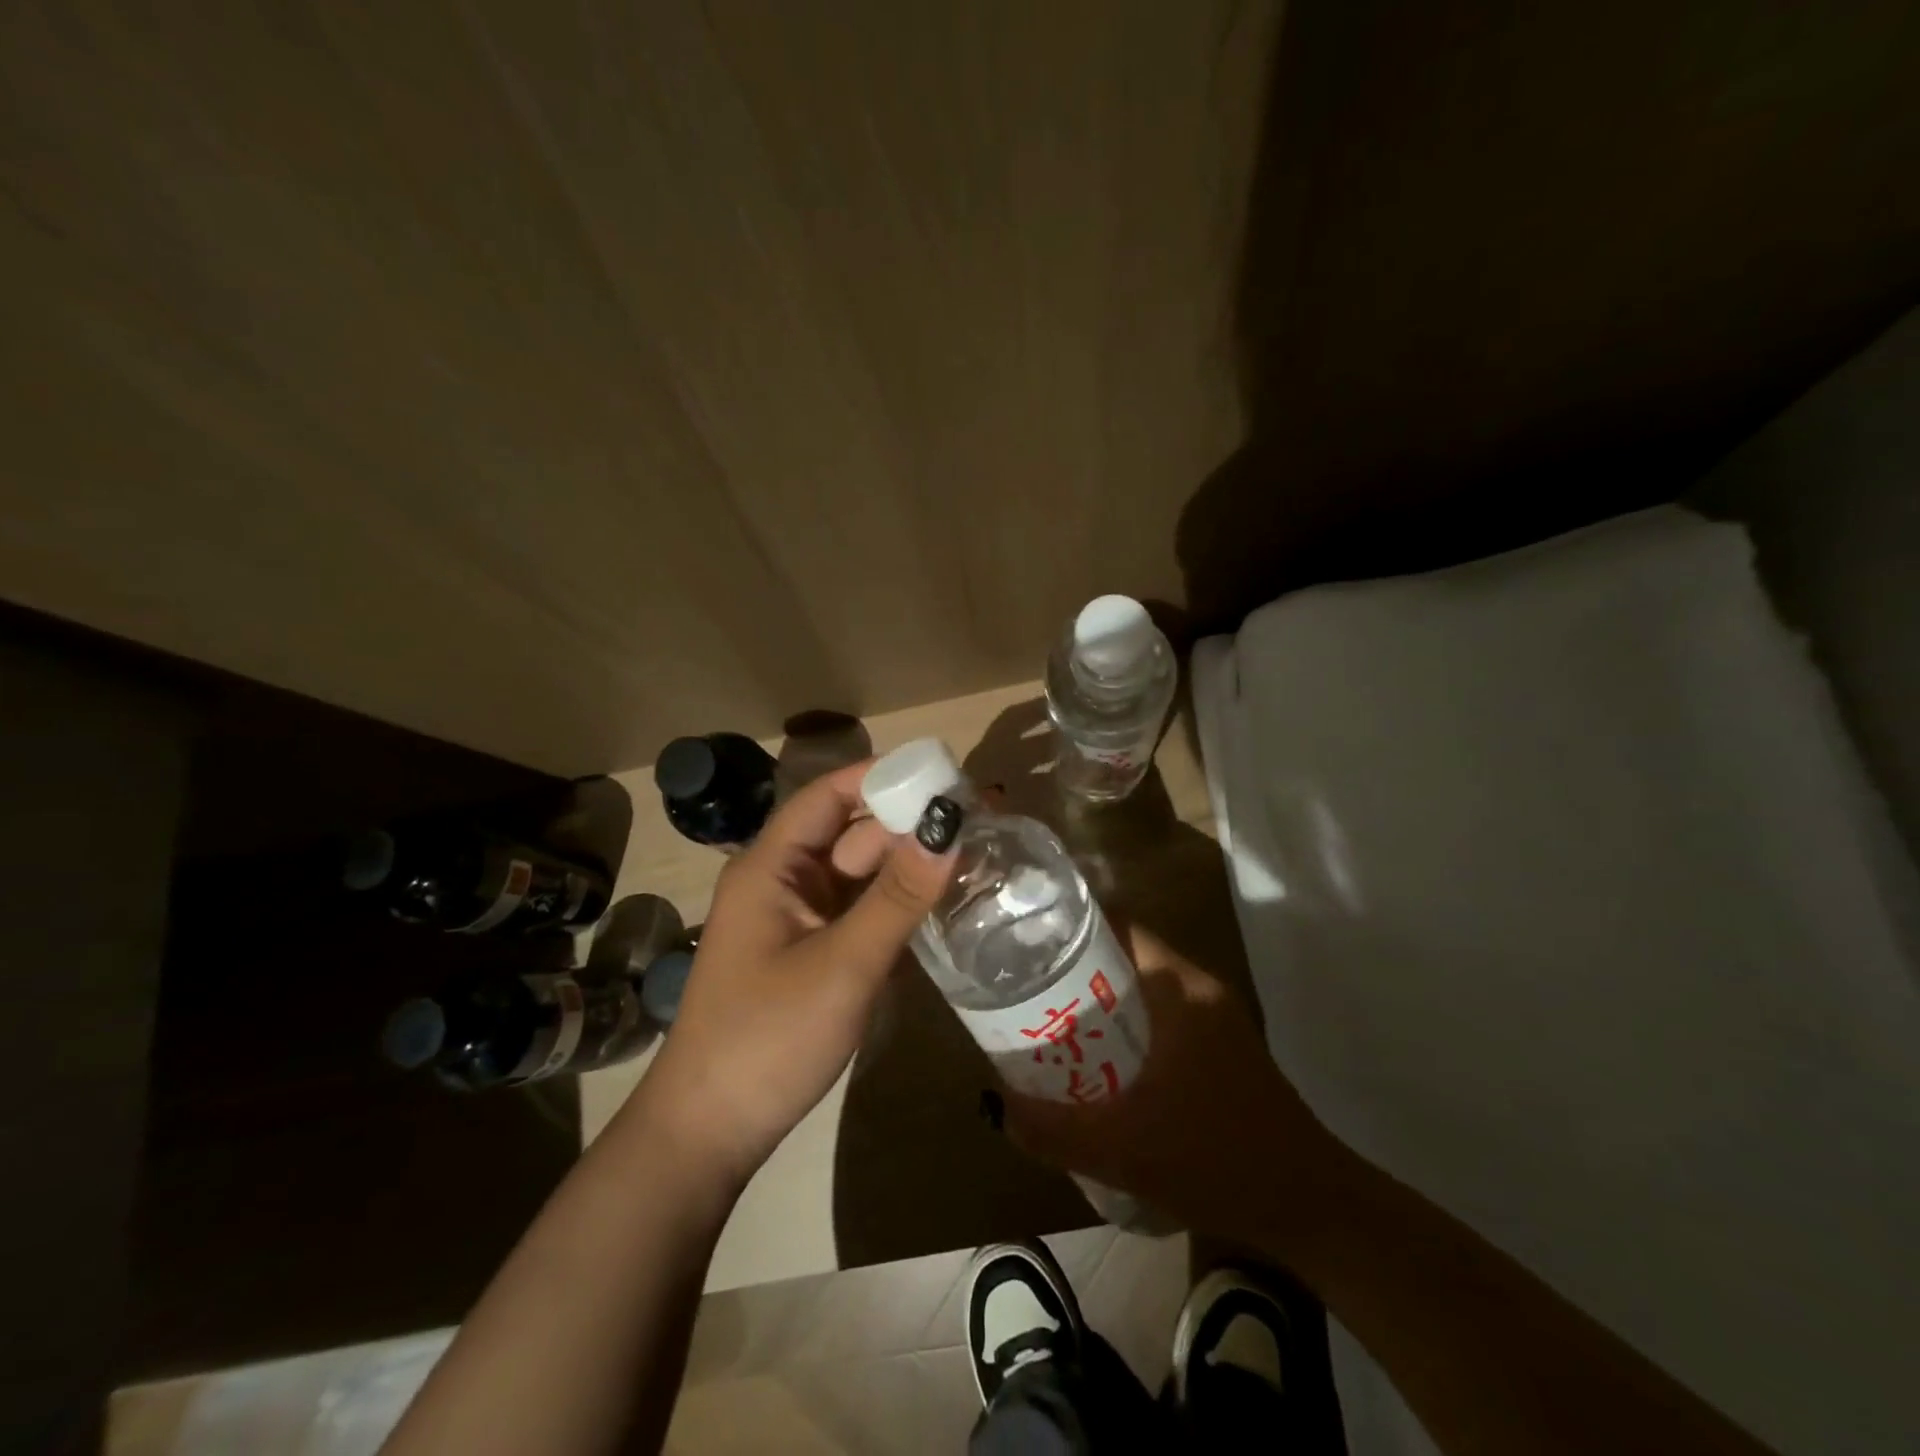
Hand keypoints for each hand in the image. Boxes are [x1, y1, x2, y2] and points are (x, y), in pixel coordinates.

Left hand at [626, 761, 956, 1188]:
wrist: (710, 1134)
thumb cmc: (768, 1038)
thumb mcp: (843, 964)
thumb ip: (899, 895)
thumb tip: (949, 825)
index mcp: (772, 866)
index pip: (830, 795)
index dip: (883, 776)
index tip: (945, 773)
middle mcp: (784, 881)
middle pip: (852, 833)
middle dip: (908, 823)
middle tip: (981, 818)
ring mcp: (798, 920)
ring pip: (860, 875)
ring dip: (907, 864)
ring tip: (975, 853)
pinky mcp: (812, 953)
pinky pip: (860, 911)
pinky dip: (896, 903)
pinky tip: (941, 901)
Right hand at [1001, 923, 1345, 1247]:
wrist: (1311, 1207)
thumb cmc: (1218, 1159)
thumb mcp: (1123, 1150)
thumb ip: (1054, 1131)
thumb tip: (995, 1107)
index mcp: (1179, 990)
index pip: (1119, 926)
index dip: (1070, 925)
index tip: (1026, 938)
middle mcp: (1197, 989)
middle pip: (1124, 955)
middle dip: (1073, 965)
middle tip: (1022, 983)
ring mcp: (1213, 1017)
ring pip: (1141, 986)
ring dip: (1098, 998)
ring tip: (1046, 1017)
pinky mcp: (1220, 1046)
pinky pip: (1158, 1014)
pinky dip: (1123, 1023)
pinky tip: (1095, 1058)